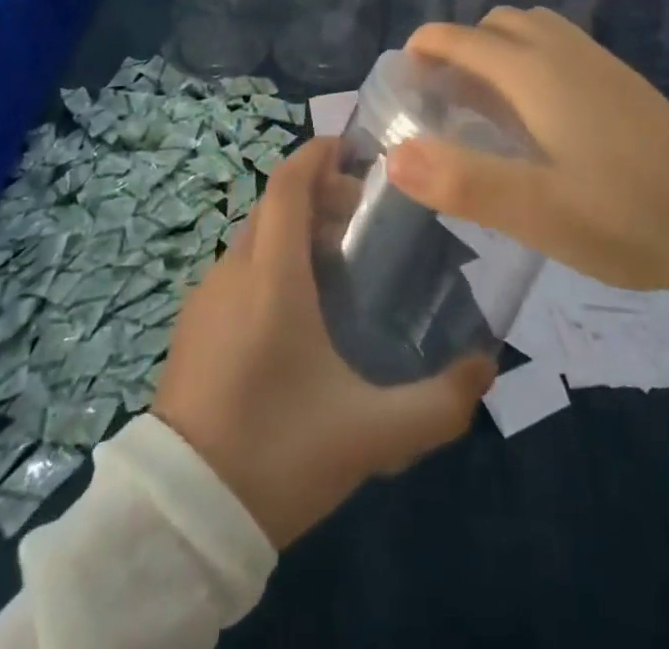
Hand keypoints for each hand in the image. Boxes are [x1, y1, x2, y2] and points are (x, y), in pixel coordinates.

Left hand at [152, 138, 494, 548]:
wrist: (181, 520)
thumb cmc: (278, 455)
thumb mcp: (371, 434)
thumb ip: (439, 404)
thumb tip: (487, 369)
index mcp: (271, 279)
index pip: (287, 184)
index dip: (317, 154)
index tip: (354, 148)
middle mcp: (233, 273)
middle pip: (273, 204)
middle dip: (316, 193)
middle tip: (362, 214)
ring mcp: (205, 299)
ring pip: (253, 236)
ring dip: (293, 228)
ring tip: (337, 261)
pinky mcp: (191, 327)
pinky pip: (236, 269)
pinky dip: (269, 260)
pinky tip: (296, 309)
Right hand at [386, 7, 668, 302]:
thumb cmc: (627, 216)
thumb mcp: (537, 212)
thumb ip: (462, 182)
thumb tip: (393, 155)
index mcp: (534, 71)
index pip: (461, 38)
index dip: (423, 49)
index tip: (400, 80)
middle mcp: (562, 51)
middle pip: (494, 25)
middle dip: (457, 48)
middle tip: (439, 100)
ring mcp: (596, 61)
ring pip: (529, 30)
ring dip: (495, 51)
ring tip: (481, 103)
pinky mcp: (620, 80)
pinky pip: (556, 46)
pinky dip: (527, 58)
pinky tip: (535, 112)